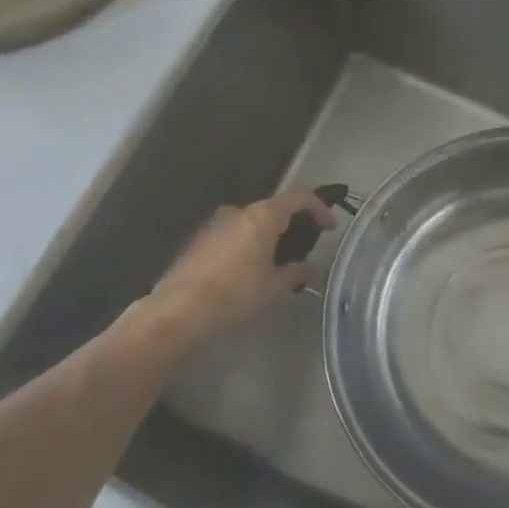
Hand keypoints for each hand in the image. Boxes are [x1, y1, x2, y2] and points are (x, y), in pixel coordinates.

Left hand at [150, 190, 334, 338]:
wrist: (180, 310)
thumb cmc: (236, 293)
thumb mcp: (274, 287)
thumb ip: (295, 273)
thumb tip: (311, 268)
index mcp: (261, 216)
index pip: (298, 197)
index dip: (318, 208)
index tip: (328, 227)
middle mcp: (237, 212)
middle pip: (271, 210)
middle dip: (289, 226)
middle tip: (300, 250)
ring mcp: (213, 225)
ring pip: (248, 224)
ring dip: (264, 238)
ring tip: (273, 266)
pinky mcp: (197, 242)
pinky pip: (230, 237)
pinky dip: (244, 247)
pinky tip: (245, 274)